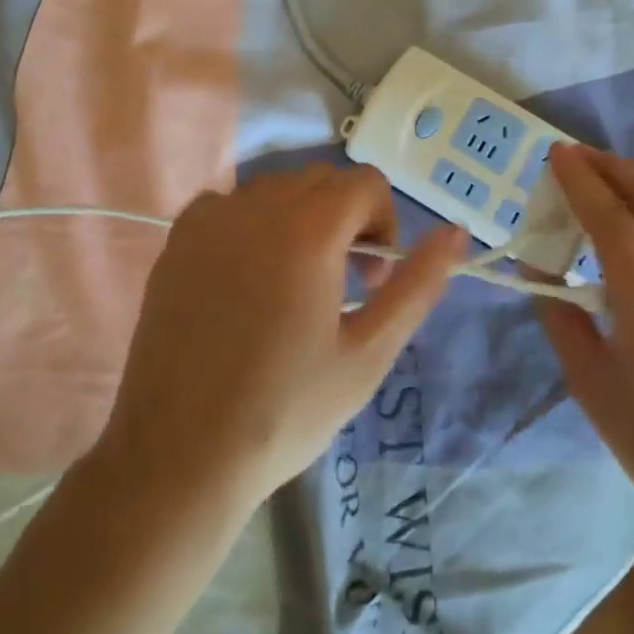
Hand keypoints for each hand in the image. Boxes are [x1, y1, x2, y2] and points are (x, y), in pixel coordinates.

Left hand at [98, 164, 467, 511]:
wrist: (180, 453)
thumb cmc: (286, 410)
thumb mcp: (370, 353)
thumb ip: (418, 285)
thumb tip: (456, 232)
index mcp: (309, 230)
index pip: (365, 182)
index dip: (384, 222)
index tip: (372, 279)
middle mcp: (256, 206)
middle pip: (322, 180)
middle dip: (347, 218)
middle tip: (341, 284)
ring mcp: (210, 219)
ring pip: (276, 188)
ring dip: (301, 218)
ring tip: (294, 283)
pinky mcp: (177, 240)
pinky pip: (229, 204)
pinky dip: (251, 223)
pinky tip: (245, 277)